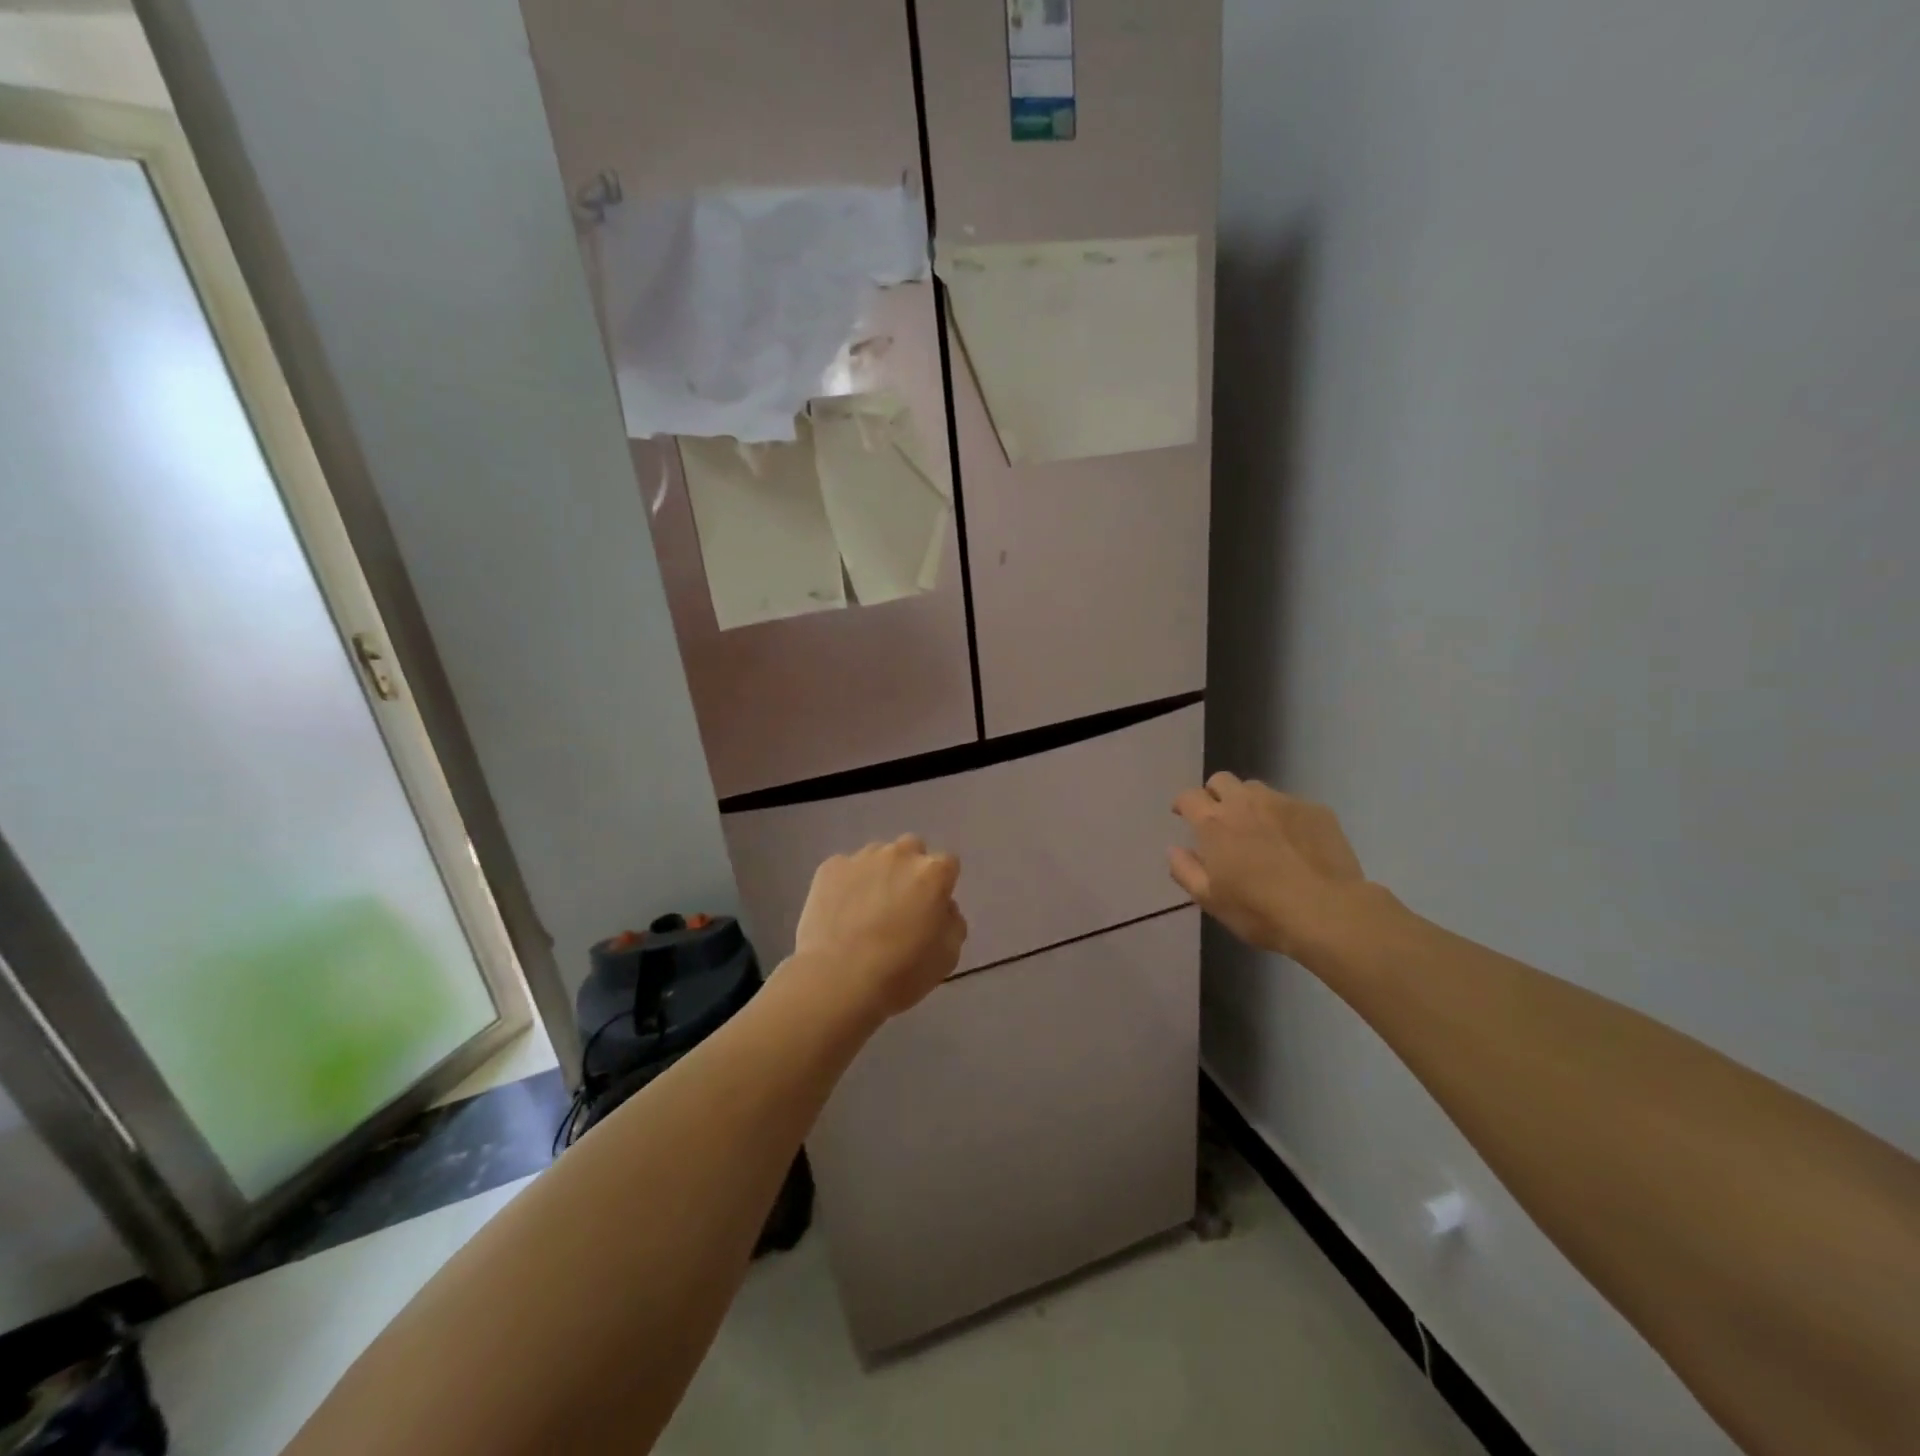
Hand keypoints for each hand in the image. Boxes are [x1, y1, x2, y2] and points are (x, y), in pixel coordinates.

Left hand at [792, 835, 966, 1021]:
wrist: (837, 980)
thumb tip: (942, 907)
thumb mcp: (948, 955)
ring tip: (866, 910)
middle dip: (911, 870)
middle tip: (901, 904)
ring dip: (879, 875)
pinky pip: (845, 869)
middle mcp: (899, 854)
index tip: (932, 908)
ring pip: (877, 856)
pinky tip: (840, 914)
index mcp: (933, 872)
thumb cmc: (901, 972)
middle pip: (912, 850)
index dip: (941, 886)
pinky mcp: (829, 868)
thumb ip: (952, 921)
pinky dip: (847, 885)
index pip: (947, 864)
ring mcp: (861, 858)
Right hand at [1170, 773, 1374, 959]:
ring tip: (1259, 829)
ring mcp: (1283, 803)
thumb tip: (1174, 848)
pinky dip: (1284, 817)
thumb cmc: (1259, 910)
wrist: (1327, 912)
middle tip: (1220, 819)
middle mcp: (1245, 802)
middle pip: (1221, 781)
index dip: (1183, 804)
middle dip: (1215, 794)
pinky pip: (1291, 804)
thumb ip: (1184, 870)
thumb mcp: (1209, 899)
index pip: (1189, 797)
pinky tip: (1294, 842)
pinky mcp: (1316, 810)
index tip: (1183, 815)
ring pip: (1257, 789)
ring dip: (1249, 803)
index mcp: (1214, 823)